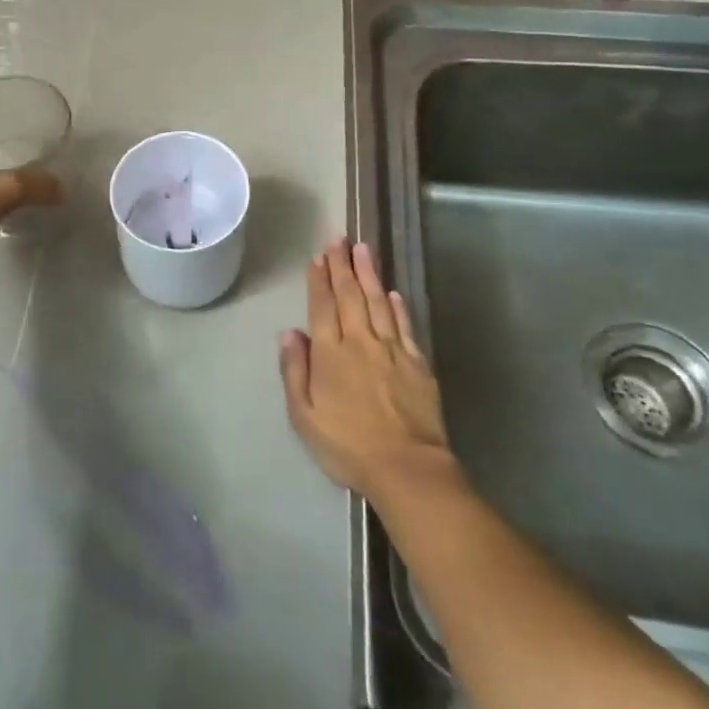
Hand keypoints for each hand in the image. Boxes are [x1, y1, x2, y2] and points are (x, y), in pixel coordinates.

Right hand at [279, 239, 461, 505]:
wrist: (407, 468)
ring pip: (378, 302)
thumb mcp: (304, 416)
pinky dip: (398, 306)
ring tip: (363, 249)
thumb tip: (291, 333)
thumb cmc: (347, 446)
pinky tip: (394, 292)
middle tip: (339, 239)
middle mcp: (360, 342)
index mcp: (330, 354)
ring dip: (369, 274)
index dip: (319, 280)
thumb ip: (294, 371)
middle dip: (342, 266)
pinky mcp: (417, 363)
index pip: (322, 306)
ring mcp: (392, 350)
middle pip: (349, 296)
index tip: (318, 256)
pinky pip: (405, 326)